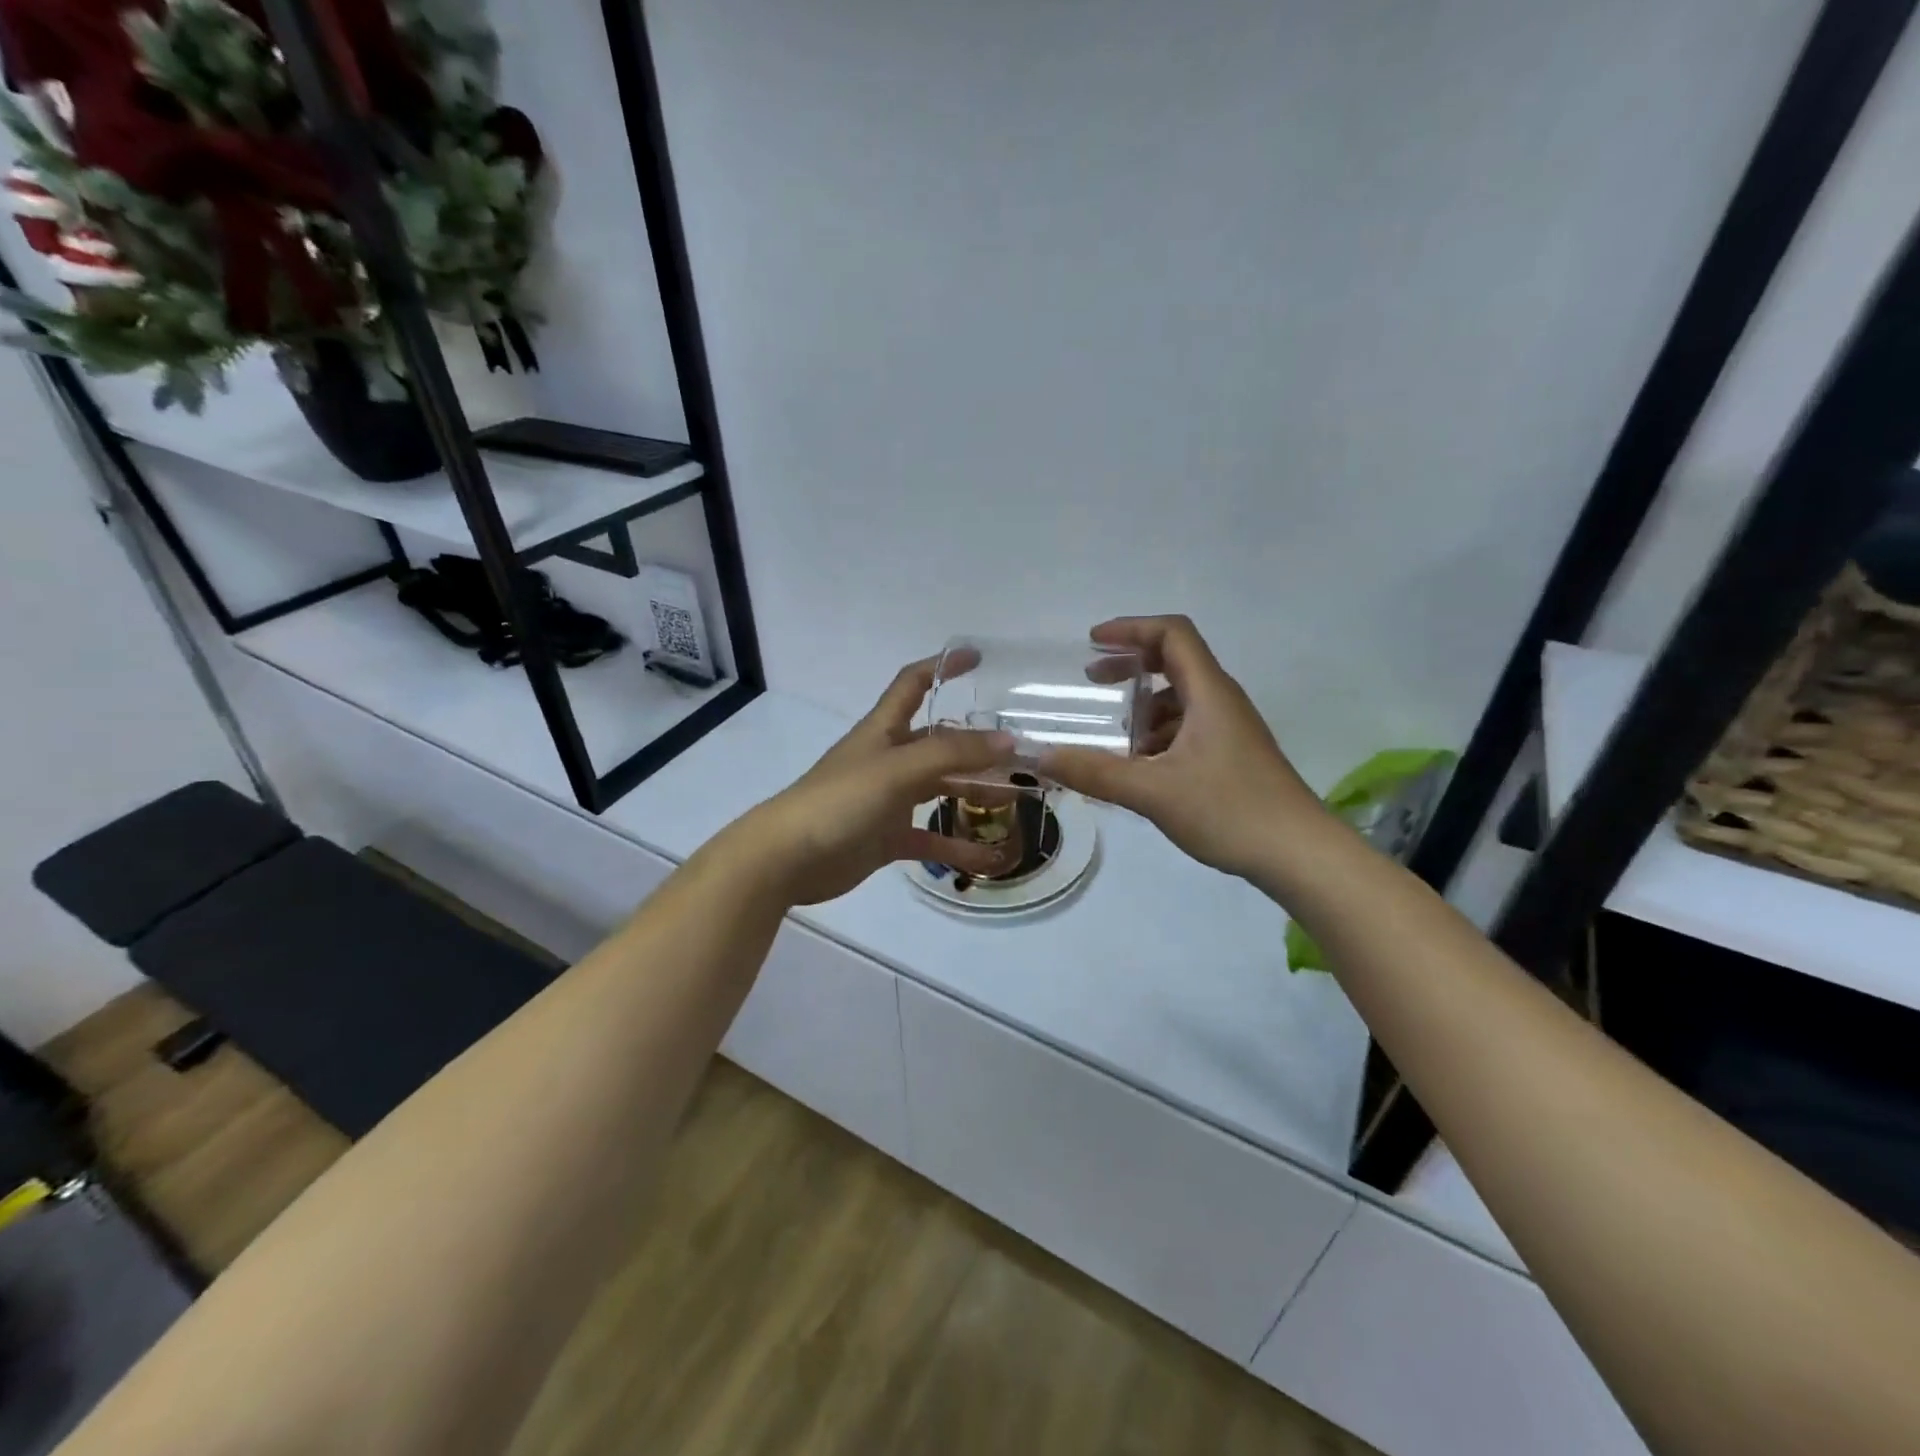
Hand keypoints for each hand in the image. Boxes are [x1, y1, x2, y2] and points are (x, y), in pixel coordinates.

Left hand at [733, 659, 1017, 905]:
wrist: (787, 858)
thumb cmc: (840, 801)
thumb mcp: (898, 769)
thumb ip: (952, 754)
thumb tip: (1007, 741)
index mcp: (883, 731)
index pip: (913, 684)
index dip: (942, 667)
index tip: (977, 658)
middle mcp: (888, 759)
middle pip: (938, 742)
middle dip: (976, 744)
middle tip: (1021, 752)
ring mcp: (887, 799)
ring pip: (939, 788)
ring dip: (973, 792)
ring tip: (1016, 798)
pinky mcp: (886, 836)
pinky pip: (930, 837)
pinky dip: (957, 844)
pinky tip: (988, 855)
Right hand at [1040, 615, 1331, 879]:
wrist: (1299, 854)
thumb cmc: (1229, 810)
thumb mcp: (1153, 791)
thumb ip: (1095, 772)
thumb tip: (1040, 757)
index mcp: (1208, 693)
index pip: (1172, 634)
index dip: (1131, 629)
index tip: (1093, 642)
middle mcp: (1221, 701)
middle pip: (1175, 661)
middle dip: (1130, 666)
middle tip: (1092, 681)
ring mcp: (1230, 729)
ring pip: (1180, 700)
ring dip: (1143, 708)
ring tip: (1113, 739)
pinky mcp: (1232, 755)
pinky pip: (1188, 728)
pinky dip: (1158, 735)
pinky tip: (1141, 768)